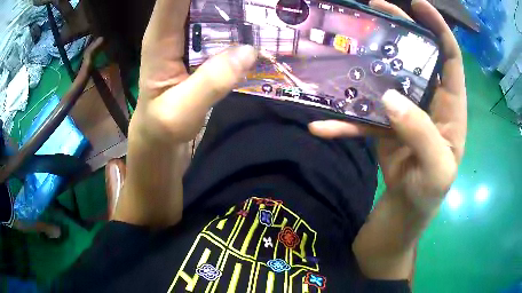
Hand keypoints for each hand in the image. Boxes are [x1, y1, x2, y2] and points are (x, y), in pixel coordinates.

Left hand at [131, 0, 256, 143]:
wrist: (158, 133)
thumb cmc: (162, 124)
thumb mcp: (180, 113)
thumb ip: (210, 83)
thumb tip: (248, 50)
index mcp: (159, 38)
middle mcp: (172, 27)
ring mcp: (186, 33)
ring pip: (208, 2)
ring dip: (230, 0)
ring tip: (261, 2)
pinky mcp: (199, 42)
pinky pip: (218, 18)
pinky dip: (236, 13)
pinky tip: (256, 16)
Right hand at [309, 0, 466, 213]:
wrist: (407, 210)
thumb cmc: (430, 192)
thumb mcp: (436, 169)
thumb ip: (420, 133)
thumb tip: (390, 98)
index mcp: (451, 106)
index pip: (450, 57)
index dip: (438, 27)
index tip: (417, 4)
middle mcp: (429, 100)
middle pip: (417, 55)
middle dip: (400, 29)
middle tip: (375, 8)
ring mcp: (405, 110)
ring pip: (389, 76)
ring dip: (369, 60)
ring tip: (347, 43)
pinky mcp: (384, 124)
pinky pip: (364, 116)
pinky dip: (343, 121)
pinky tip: (321, 125)